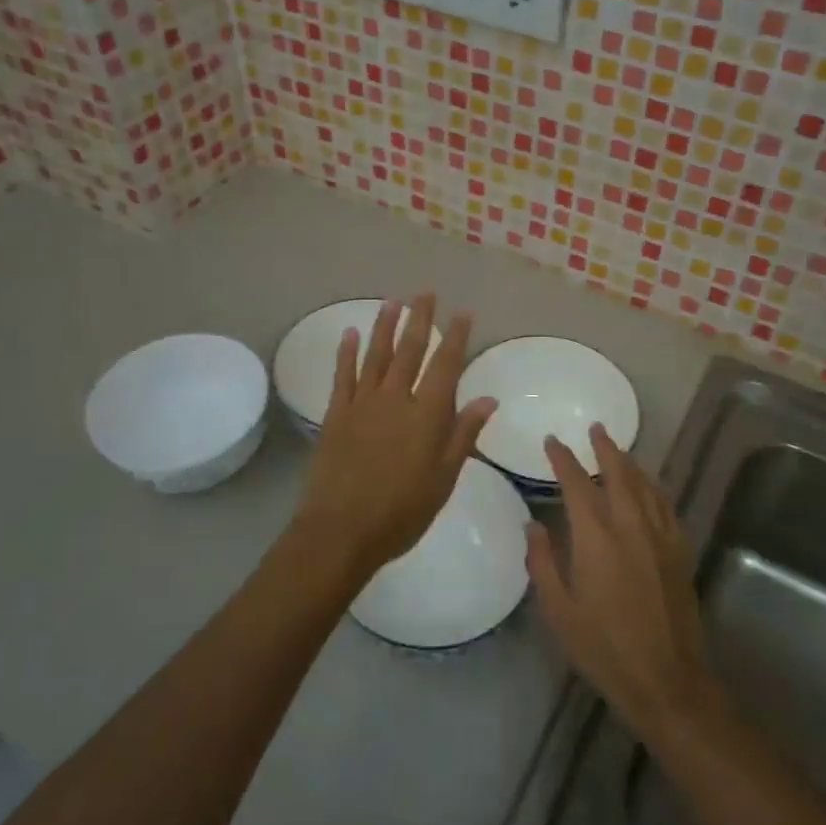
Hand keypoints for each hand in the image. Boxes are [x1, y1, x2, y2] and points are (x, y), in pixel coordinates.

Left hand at [290, 294, 496, 582]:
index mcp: (428, 414)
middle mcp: (396, 398)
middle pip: (410, 350)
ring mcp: (363, 403)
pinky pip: (343, 376)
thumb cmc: (402, 511)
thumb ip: (464, 434)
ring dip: (386, 326)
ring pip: (377, 355)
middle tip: (425, 294)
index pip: (446, 365)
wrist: (341, 530)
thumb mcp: (445, 478)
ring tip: (393, 302)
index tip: (462, 313)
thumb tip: (489, 398)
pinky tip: (351, 333)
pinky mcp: (336, 414)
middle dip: (420, 320)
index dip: (455, 337)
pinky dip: (347, 353)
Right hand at [526, 425, 716, 738]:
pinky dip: (652, 487)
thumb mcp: (559, 610)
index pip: (577, 483)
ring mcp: (660, 536)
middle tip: (595, 429)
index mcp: (596, 537)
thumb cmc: (603, 647)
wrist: (666, 679)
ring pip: (645, 485)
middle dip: (604, 448)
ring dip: (630, 463)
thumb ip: (542, 562)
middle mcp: (631, 526)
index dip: (563, 459)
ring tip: (617, 451)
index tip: (553, 442)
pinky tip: (648, 488)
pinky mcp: (679, 551)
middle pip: (618, 473)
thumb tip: (533, 525)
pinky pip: (665, 505)